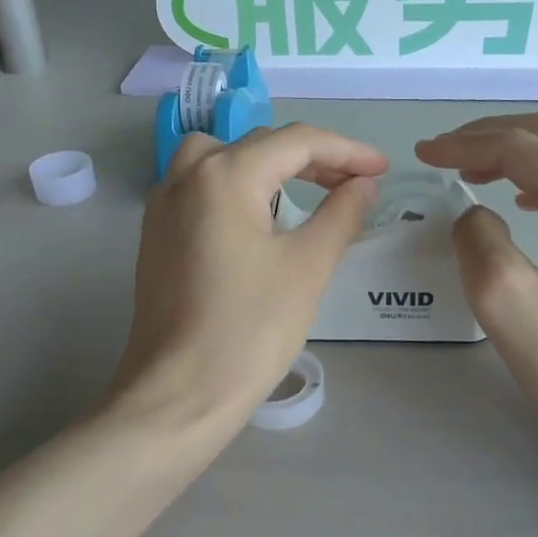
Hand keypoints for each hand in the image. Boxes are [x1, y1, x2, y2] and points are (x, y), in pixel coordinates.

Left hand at [110, 124, 387, 438]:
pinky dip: (235, 187)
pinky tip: (257, 219)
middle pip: (259, 145)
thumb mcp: (308, 267)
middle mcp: (187, 176)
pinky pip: (200, 188)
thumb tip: (363, 184)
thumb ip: (341, 214)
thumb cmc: (249, 329)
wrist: (179, 394)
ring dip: (266, 166)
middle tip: (353, 184)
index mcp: (225, 174)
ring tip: (303, 192)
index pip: (297, 142)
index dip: (346, 151)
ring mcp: (163, 205)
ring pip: (221, 159)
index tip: (382, 169)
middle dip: (311, 158)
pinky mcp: (155, 236)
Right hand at [416, 113, 537, 444]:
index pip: (519, 147)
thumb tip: (476, 215)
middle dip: (492, 135)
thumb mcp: (508, 303)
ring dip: (517, 153)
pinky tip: (523, 203)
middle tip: (444, 153)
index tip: (421, 155)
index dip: (464, 146)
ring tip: (472, 171)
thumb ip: (478, 241)